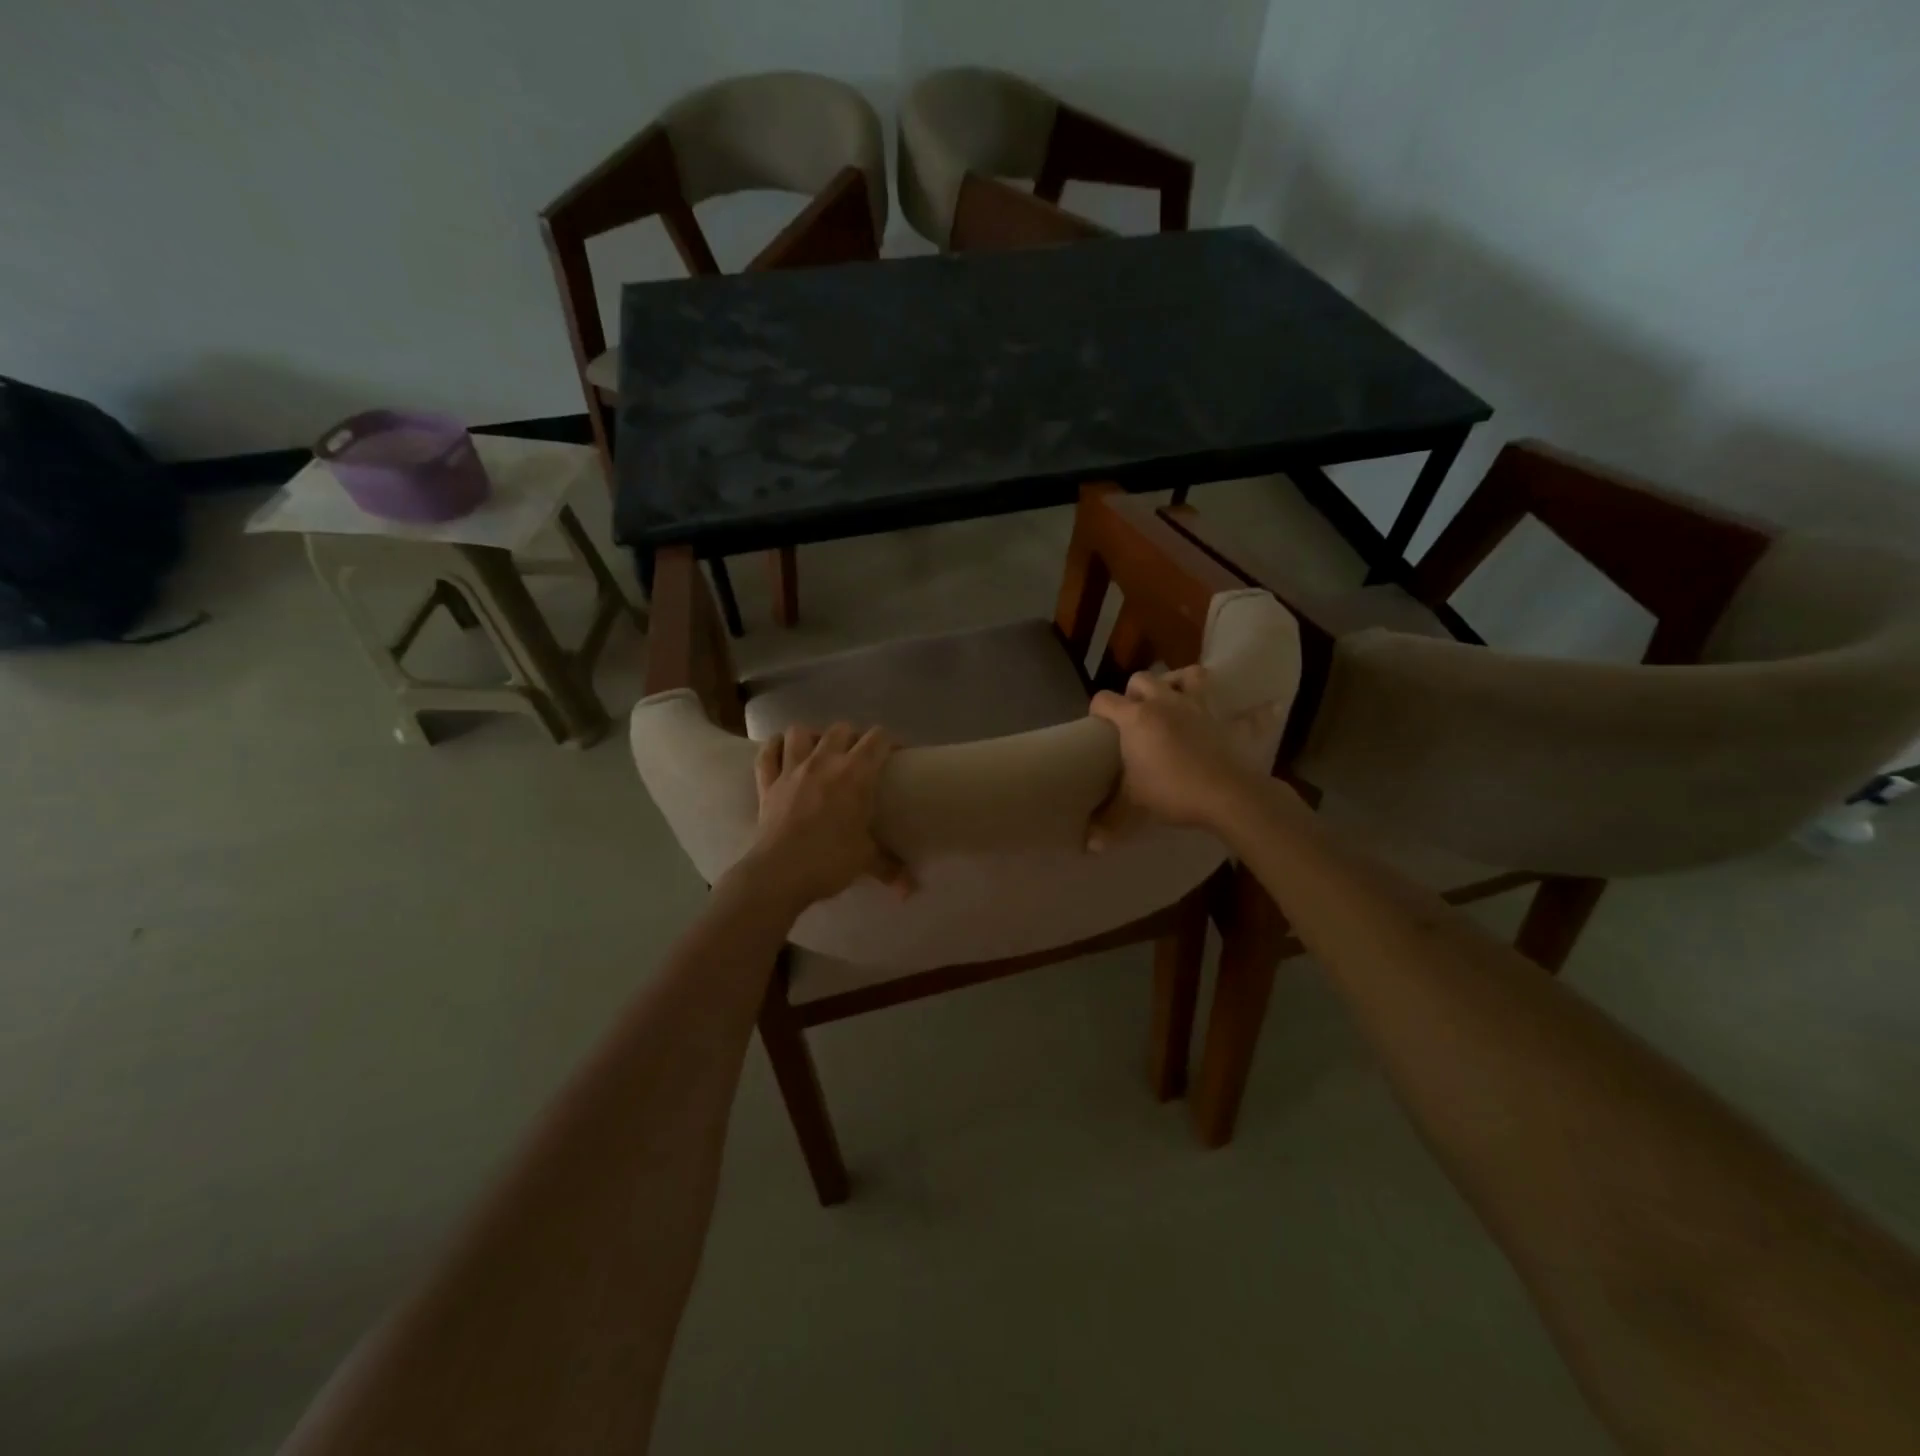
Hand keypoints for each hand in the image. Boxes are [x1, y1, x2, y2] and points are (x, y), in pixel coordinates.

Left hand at [745, 723, 912, 911]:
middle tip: (858, 758)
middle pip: (841, 729)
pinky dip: (774, 748)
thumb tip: (912, 889)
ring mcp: (791, 769)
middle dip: (853, 737)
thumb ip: (891, 868)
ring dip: (811, 737)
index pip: (878, 739)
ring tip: (818, 752)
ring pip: (799, 732)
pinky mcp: (767, 783)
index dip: (891, 741)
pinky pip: (767, 753)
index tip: (897, 756)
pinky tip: (781, 752)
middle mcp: (823, 761)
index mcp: (855, 774)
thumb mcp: (866, 861)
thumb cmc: (829, 860)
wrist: (780, 873)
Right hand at [1086, 666, 1265, 847]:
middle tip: (1135, 714)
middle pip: (1143, 679)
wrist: (1226, 795)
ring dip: (1182, 681)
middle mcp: (1165, 703)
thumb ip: (1109, 822)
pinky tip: (1266, 710)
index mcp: (1136, 718)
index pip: (1104, 700)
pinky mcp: (1229, 722)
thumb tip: (1090, 846)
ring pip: (1191, 676)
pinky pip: (1249, 713)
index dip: (1098, 710)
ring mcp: (1200, 708)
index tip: (1098, 724)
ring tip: (1178, 696)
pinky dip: (1256, 712)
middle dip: (1135, 691)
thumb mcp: (1134, 808)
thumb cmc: (1172, 793)